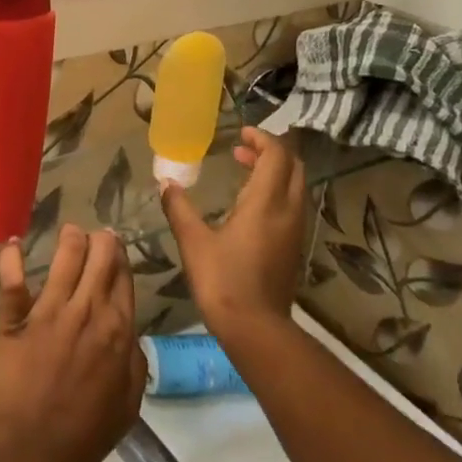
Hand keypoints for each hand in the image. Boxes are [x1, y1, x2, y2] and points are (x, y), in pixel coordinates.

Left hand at [0, 225, 146, 461]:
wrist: (33, 447)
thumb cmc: (86, 433)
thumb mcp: (128, 403)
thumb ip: (134, 363)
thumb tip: (129, 336)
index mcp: (118, 329)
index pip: (123, 278)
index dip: (121, 258)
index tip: (116, 248)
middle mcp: (87, 310)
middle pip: (99, 257)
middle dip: (101, 240)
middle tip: (97, 237)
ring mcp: (48, 310)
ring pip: (65, 257)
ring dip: (70, 238)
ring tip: (70, 231)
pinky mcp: (15, 317)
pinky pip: (13, 280)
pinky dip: (11, 258)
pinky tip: (13, 243)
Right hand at [160, 127, 308, 347]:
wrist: (255, 328)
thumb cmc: (222, 280)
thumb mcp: (193, 241)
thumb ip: (179, 208)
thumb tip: (165, 183)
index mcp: (266, 202)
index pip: (276, 155)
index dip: (262, 138)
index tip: (240, 133)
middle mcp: (288, 211)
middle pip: (293, 167)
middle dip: (270, 151)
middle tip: (241, 149)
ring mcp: (295, 230)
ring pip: (295, 186)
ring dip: (274, 171)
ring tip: (244, 170)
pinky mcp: (294, 247)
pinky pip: (292, 205)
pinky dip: (276, 191)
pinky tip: (250, 204)